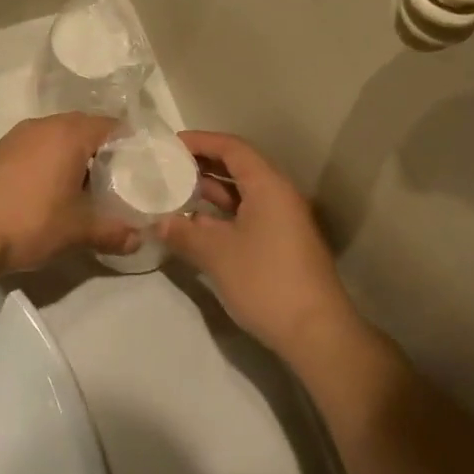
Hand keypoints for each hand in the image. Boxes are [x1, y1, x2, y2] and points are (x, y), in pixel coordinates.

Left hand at [0, 113, 138, 272]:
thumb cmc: (30, 221)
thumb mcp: (77, 230)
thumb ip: (112, 231)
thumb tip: (139, 239)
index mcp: (70, 134)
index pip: (111, 127)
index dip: (129, 145)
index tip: (140, 168)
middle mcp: (44, 125)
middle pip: (84, 128)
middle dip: (101, 151)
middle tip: (117, 179)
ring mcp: (17, 136)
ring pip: (57, 137)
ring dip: (73, 156)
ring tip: (85, 187)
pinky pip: (35, 147)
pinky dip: (49, 162)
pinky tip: (50, 190)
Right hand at [158, 132, 362, 365]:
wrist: (316, 332)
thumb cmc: (265, 281)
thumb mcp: (216, 254)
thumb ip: (183, 233)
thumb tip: (158, 222)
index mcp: (268, 185)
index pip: (232, 147)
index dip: (200, 141)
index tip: (169, 145)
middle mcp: (279, 194)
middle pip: (239, 166)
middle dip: (203, 164)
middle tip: (168, 167)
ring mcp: (284, 220)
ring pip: (244, 193)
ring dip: (212, 190)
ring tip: (177, 192)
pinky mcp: (283, 243)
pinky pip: (249, 214)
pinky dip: (223, 214)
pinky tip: (198, 225)